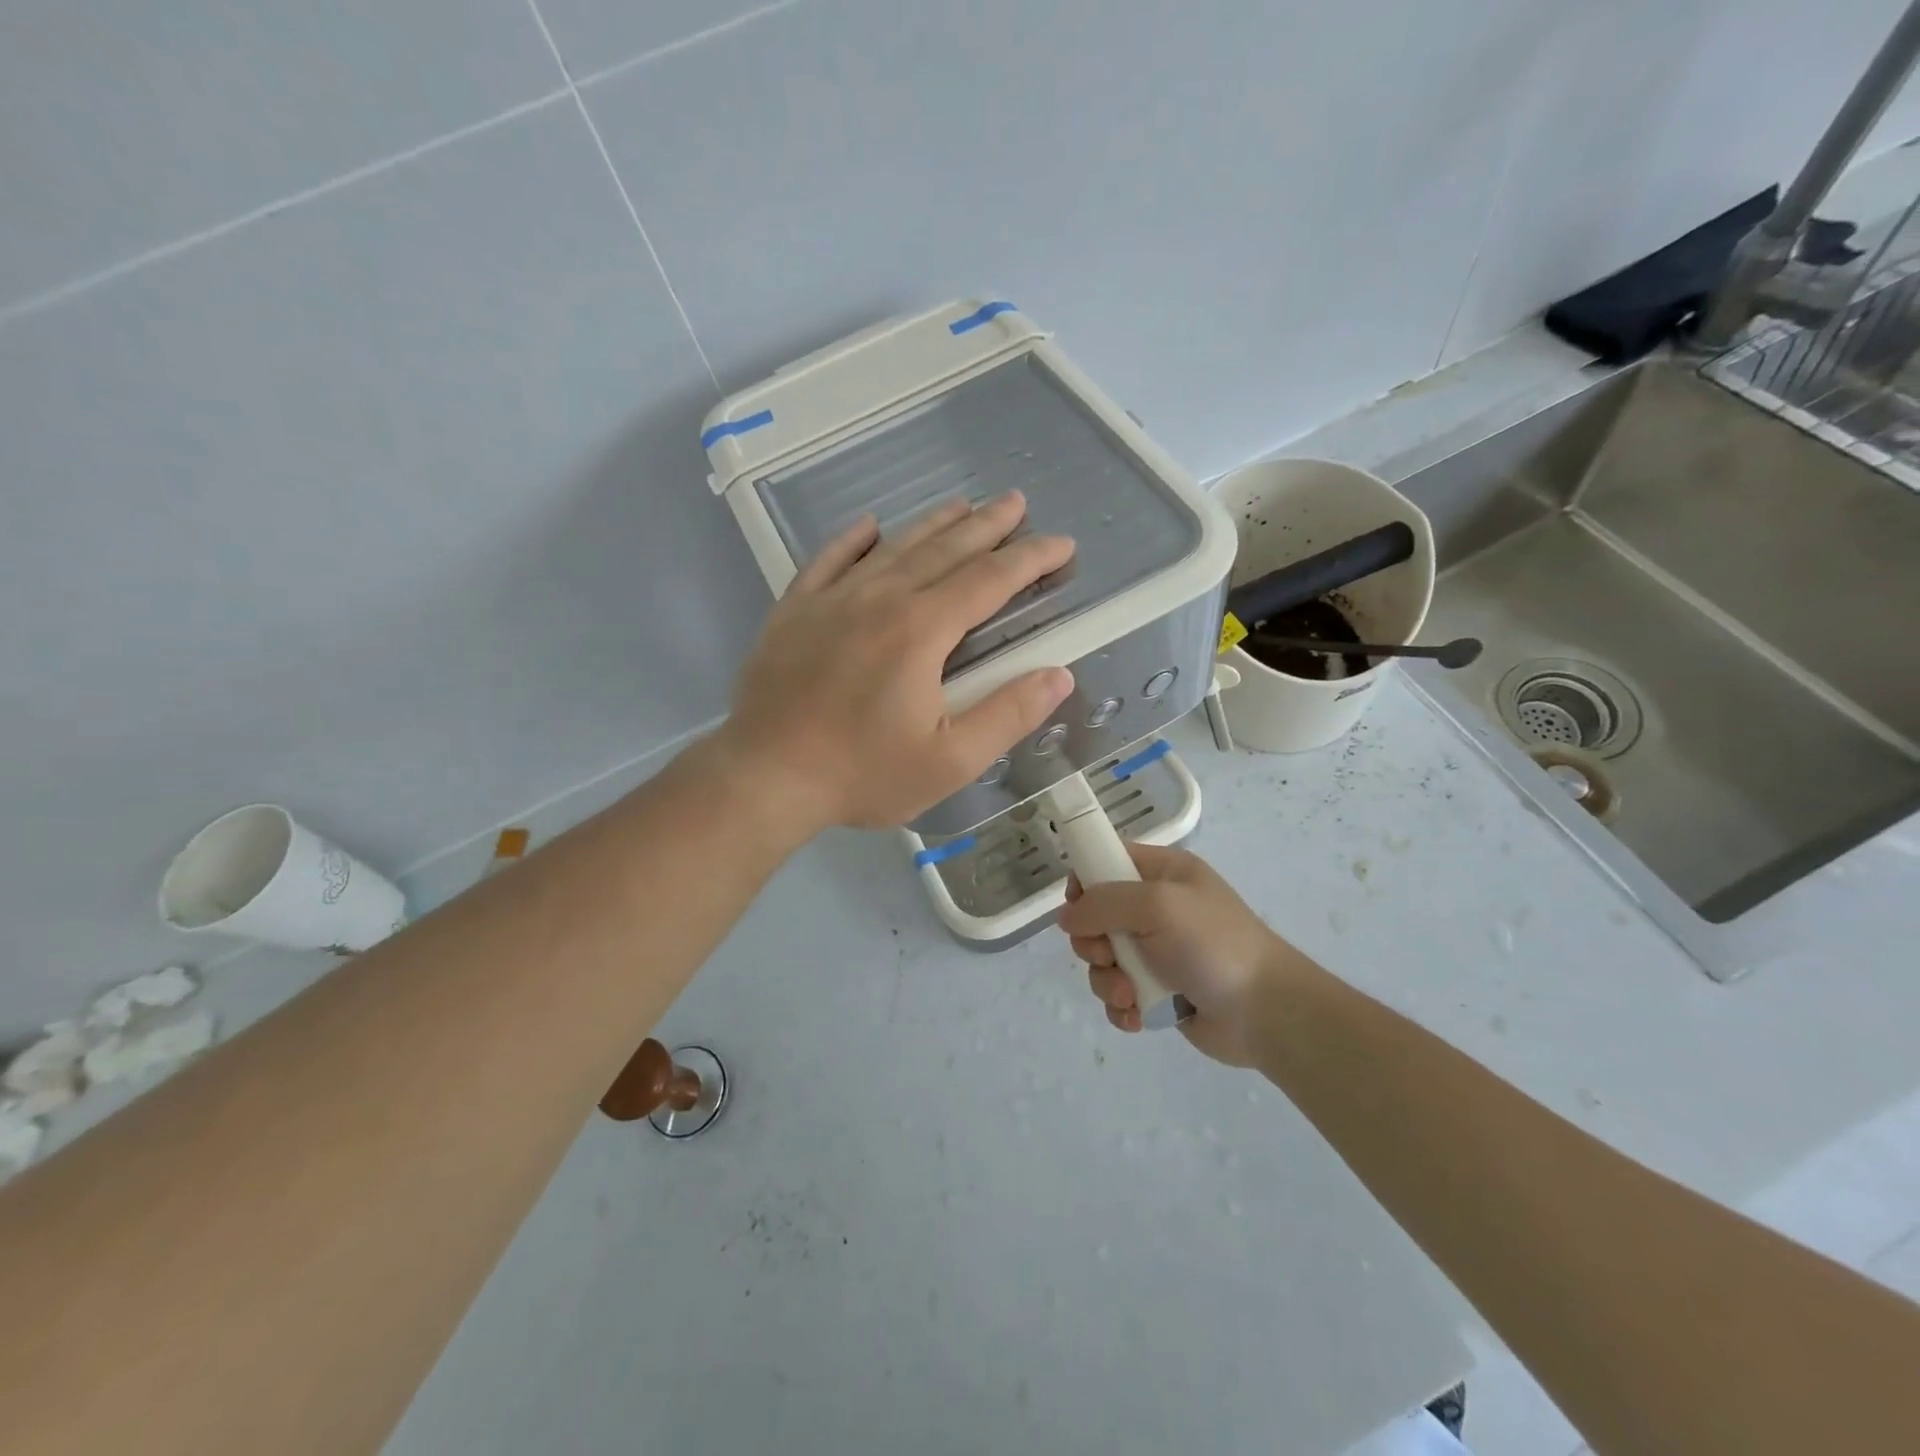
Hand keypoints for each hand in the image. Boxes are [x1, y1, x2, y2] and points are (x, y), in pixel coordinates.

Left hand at [718, 491, 1075, 832]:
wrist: (766, 777)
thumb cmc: (863, 773)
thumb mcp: (950, 761)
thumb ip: (1008, 715)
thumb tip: (1058, 675)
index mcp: (922, 630)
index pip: (990, 580)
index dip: (1030, 558)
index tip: (1061, 544)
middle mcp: (881, 598)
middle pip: (944, 550)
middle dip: (987, 525)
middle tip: (1015, 502)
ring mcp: (832, 599)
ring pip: (892, 547)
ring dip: (932, 524)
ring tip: (961, 504)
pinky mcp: (794, 611)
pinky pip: (828, 560)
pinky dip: (852, 540)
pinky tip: (868, 525)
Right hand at [1060, 844, 1301, 1067]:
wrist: (1267, 1013)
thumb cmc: (1214, 945)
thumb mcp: (1159, 905)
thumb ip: (1104, 902)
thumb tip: (1066, 916)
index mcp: (1162, 873)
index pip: (1107, 860)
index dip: (1085, 881)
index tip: (1079, 907)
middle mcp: (1156, 908)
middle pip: (1095, 916)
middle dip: (1093, 942)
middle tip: (1108, 956)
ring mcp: (1156, 952)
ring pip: (1102, 960)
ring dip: (1106, 981)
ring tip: (1129, 995)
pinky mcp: (1157, 991)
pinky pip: (1117, 993)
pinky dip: (1121, 1007)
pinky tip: (1137, 1017)